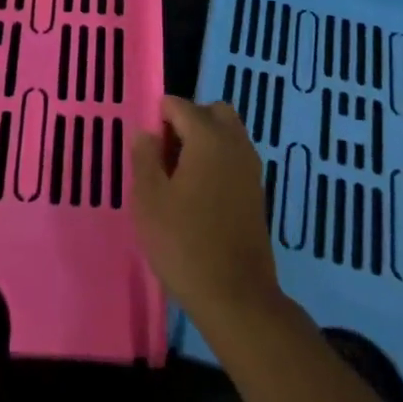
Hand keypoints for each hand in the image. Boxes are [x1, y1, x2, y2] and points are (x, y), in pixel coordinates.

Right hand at [131, 97, 284, 338]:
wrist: (236, 296)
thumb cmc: (184, 243)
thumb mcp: (149, 199)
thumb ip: (145, 158)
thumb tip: (147, 133)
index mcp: (208, 138)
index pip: (180, 105)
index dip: (159, 120)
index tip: (146, 150)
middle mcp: (235, 144)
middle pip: (212, 112)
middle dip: (188, 122)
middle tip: (166, 156)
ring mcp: (251, 168)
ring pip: (228, 134)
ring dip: (205, 142)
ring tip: (180, 178)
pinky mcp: (257, 192)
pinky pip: (235, 158)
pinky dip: (218, 162)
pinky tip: (199, 196)